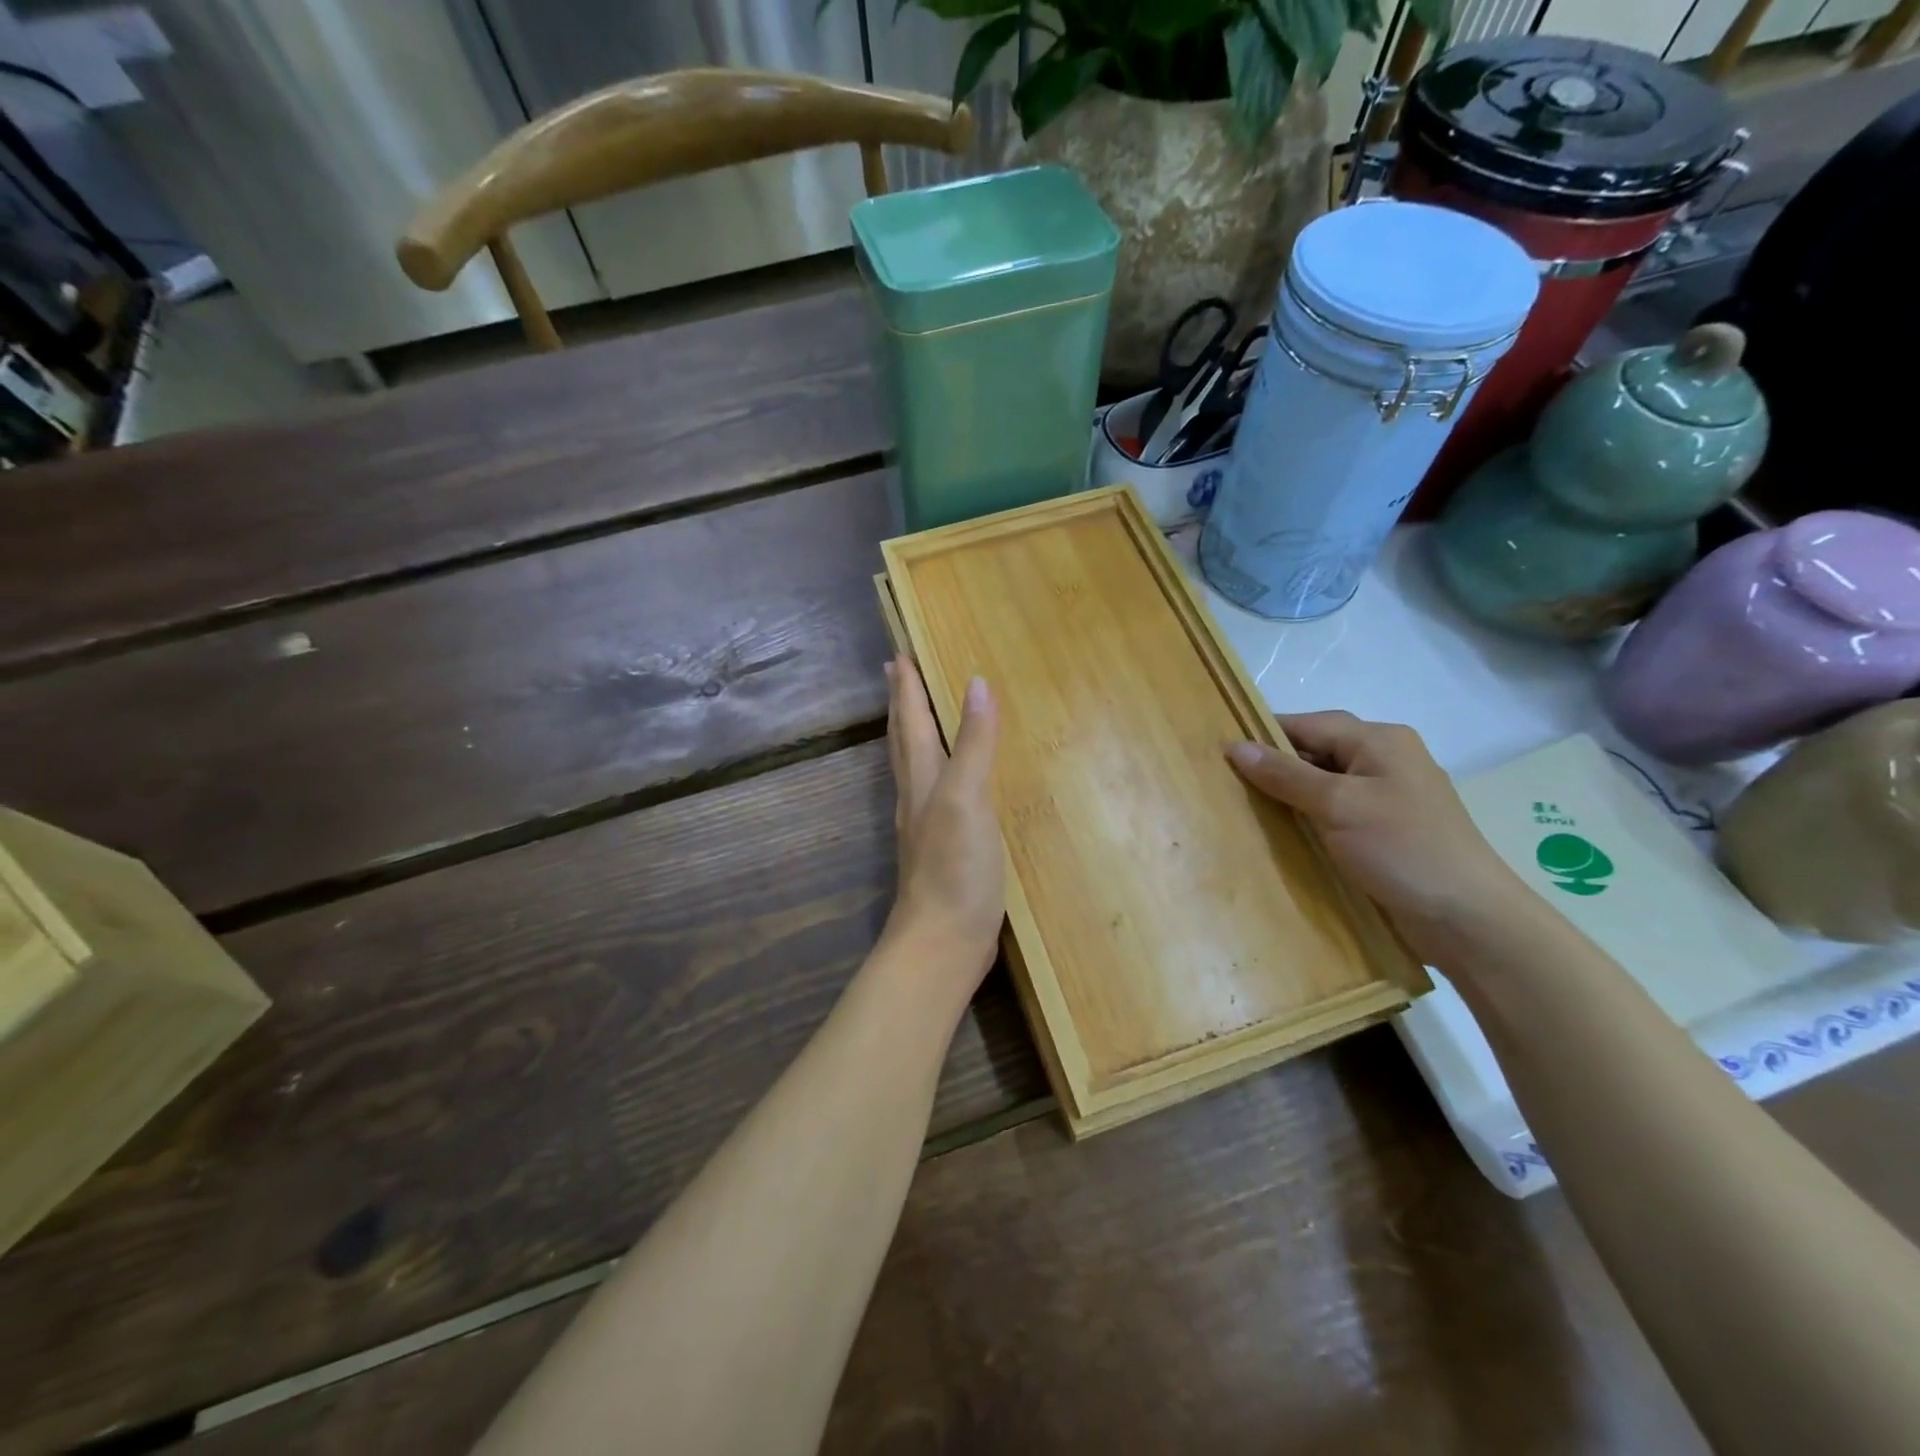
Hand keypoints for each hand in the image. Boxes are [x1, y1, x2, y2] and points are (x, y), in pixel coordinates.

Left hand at [883, 654, 1004, 986]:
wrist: (943, 941)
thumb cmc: (955, 868)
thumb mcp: (968, 798)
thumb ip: (974, 743)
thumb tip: (977, 683)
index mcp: (922, 778)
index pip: (911, 720)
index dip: (907, 686)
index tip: (899, 652)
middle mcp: (917, 795)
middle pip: (903, 738)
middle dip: (900, 703)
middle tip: (894, 672)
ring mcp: (926, 824)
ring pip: (913, 765)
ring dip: (911, 733)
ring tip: (914, 714)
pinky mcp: (942, 848)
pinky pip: (934, 792)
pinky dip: (935, 769)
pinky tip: (945, 779)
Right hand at [1227, 712, 1527, 963]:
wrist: (1467, 919)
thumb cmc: (1401, 848)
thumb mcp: (1337, 805)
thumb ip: (1285, 774)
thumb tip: (1235, 746)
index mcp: (1380, 741)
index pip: (1310, 724)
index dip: (1265, 736)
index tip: (1221, 753)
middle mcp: (1387, 761)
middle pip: (1318, 752)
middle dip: (1276, 767)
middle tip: (1227, 785)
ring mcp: (1389, 798)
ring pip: (1326, 785)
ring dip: (1291, 797)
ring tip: (1246, 810)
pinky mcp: (1388, 832)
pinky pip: (1338, 814)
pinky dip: (1310, 819)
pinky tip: (1284, 836)